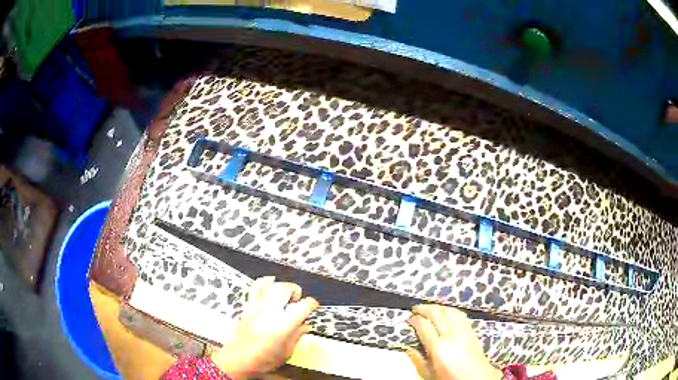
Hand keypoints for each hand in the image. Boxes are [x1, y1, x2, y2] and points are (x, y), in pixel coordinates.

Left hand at [211, 277, 318, 378]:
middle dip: (295, 291)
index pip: (304, 305)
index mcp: (284, 324)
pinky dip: (265, 281)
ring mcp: (257, 306)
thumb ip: (297, 335)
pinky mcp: (247, 306)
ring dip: (282, 287)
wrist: (238, 359)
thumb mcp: (287, 352)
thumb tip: (306, 325)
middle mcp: (271, 311)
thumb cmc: (264, 360)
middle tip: (297, 302)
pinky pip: (256, 287)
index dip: (312, 304)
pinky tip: (270, 282)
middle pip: (286, 288)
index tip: (313, 307)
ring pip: (272, 284)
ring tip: (285, 296)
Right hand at [407, 304, 501, 379]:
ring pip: (450, 311)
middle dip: (425, 309)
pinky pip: (460, 314)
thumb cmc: (450, 378)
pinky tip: (446, 311)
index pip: (424, 327)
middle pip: (437, 315)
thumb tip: (408, 347)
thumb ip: (418, 360)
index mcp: (439, 348)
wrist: (477, 378)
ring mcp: (463, 331)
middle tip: (415, 308)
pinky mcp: (472, 330)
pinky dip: (451, 310)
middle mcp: (451, 335)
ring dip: (438, 307)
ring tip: (429, 308)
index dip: (415, 320)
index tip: (409, 318)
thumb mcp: (429, 374)